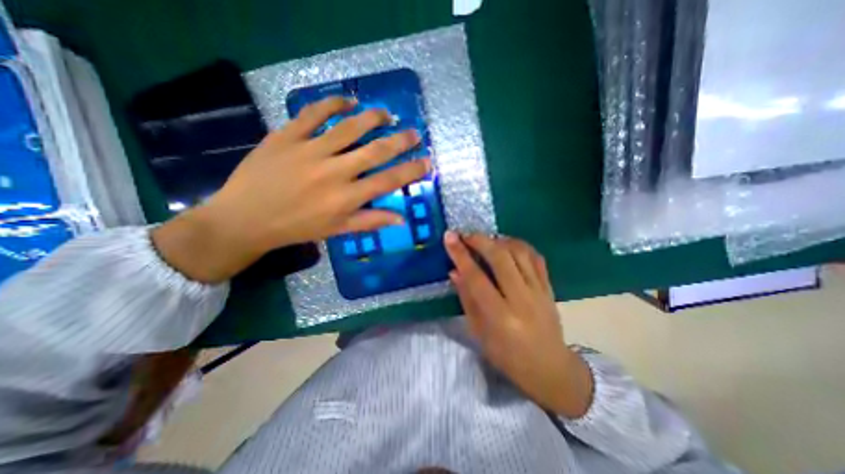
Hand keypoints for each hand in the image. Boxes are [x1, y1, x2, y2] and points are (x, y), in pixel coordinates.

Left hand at [152, 95, 430, 280]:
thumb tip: (401, 219)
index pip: (388, 181)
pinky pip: (313, 113)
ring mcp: (310, 150)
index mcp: (346, 197)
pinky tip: (347, 100)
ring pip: (350, 128)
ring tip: (387, 114)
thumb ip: (371, 221)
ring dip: (373, 118)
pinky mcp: (287, 136)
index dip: (411, 170)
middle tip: (414, 132)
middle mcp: (334, 172)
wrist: (245, 218)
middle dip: (400, 141)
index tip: (427, 161)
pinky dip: (332, 103)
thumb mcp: (337, 230)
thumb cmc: (296, 227)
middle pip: (375, 151)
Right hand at [444, 233, 593, 418]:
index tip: (449, 237)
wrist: (551, 369)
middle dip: (480, 240)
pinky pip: (535, 257)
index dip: (461, 255)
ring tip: (485, 240)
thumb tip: (454, 271)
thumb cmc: (508, 357)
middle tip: (465, 235)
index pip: (476, 278)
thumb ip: (467, 300)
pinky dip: (519, 245)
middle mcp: (521, 299)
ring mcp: (539, 291)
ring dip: (499, 240)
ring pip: (519, 253)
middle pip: (500, 258)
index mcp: (500, 317)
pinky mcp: (549, 287)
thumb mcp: (480, 333)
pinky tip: (507, 244)